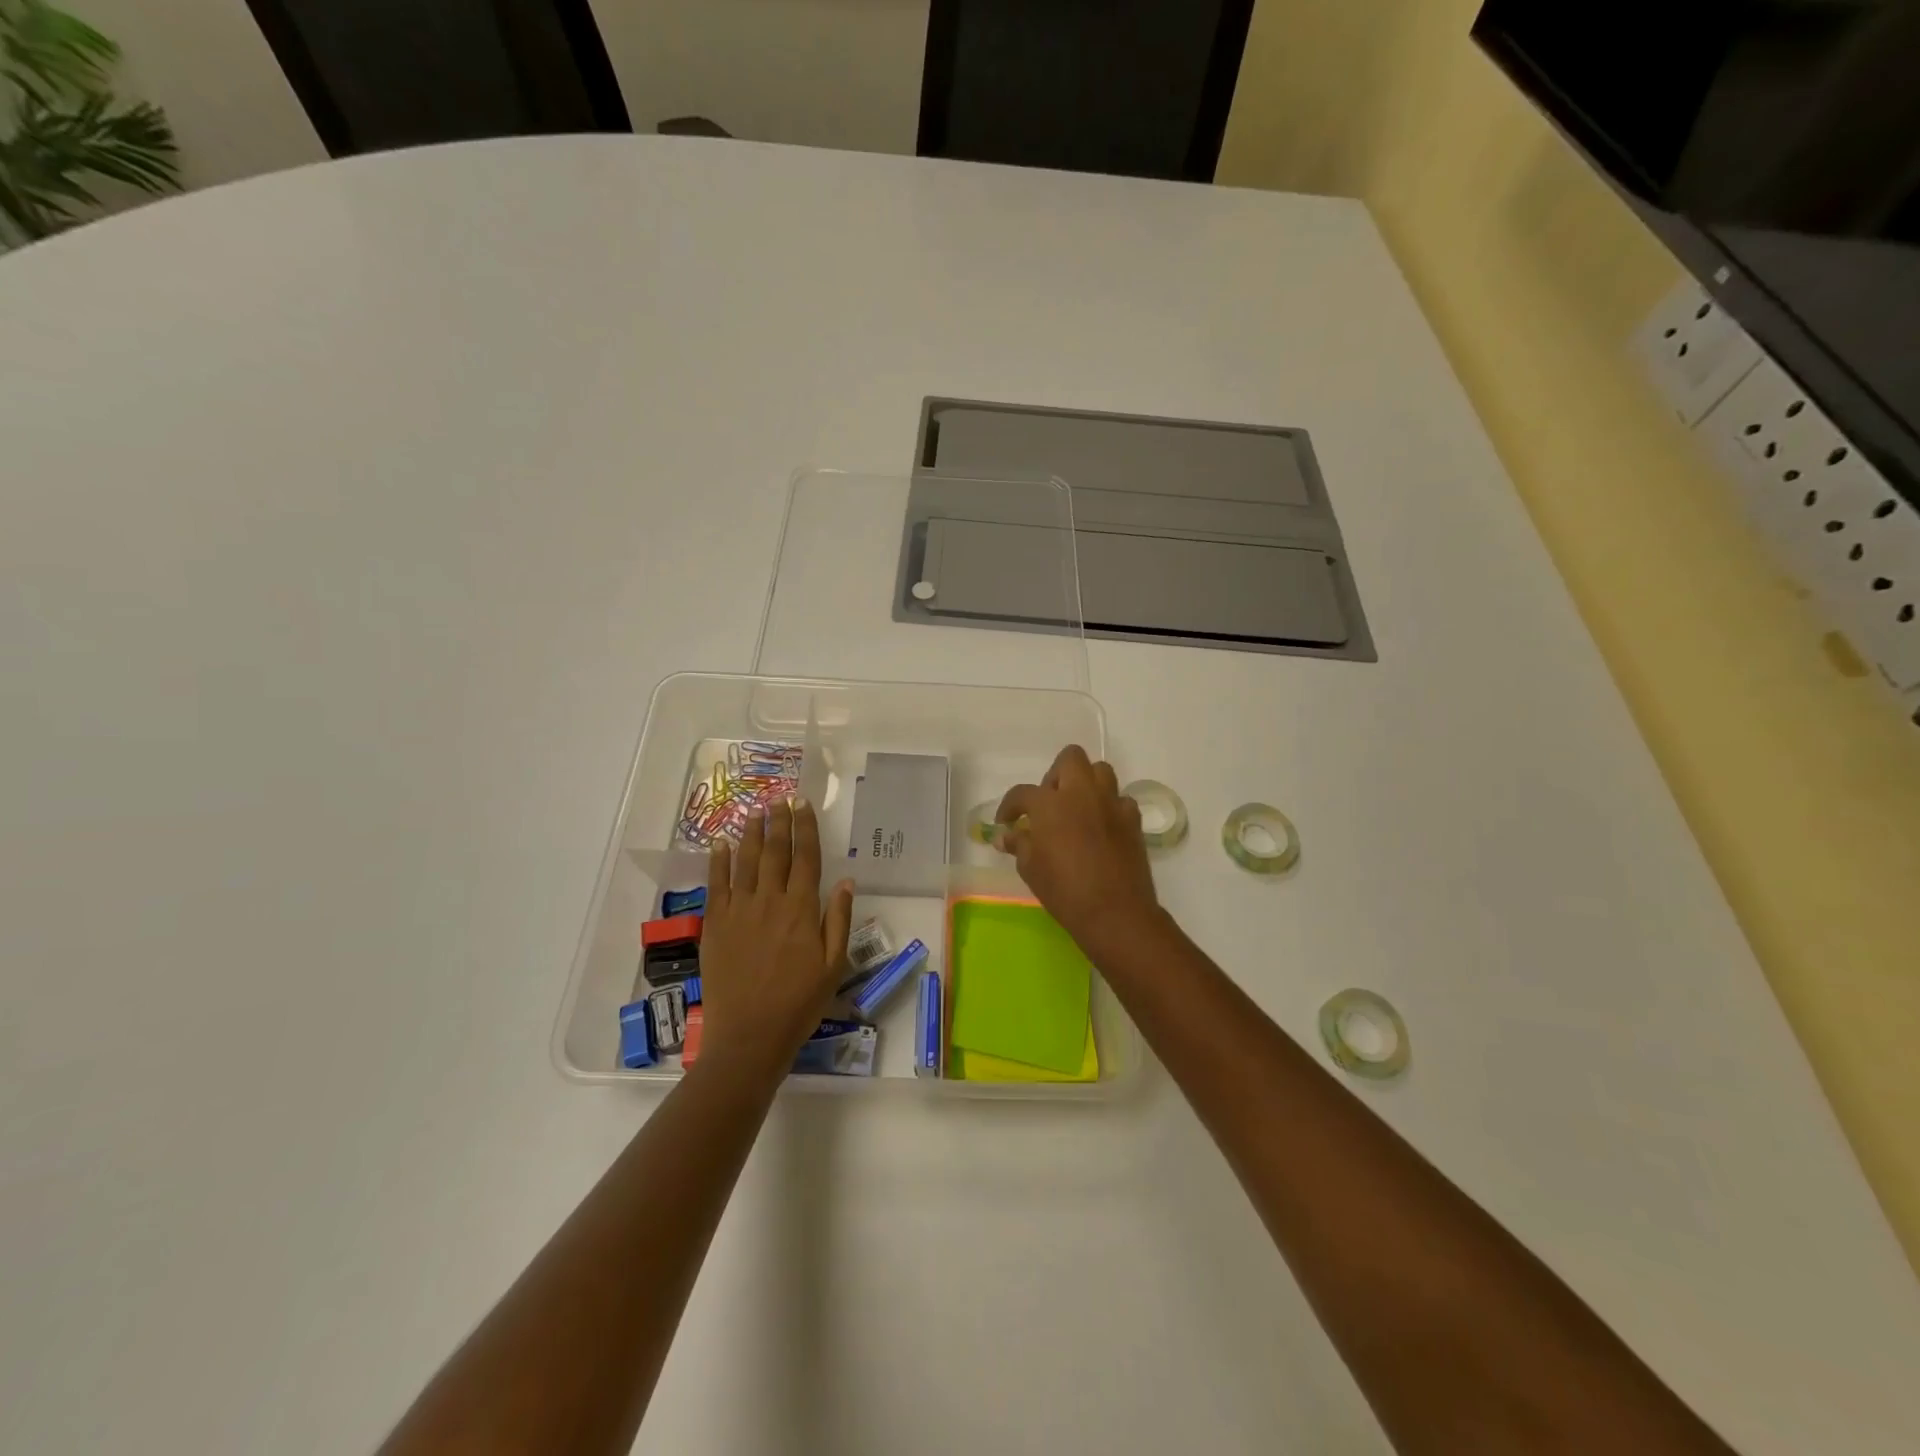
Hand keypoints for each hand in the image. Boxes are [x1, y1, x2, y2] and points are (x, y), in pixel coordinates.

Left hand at [698, 797, 854, 1079]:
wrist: (750, 1035)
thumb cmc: (799, 1003)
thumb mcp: (834, 965)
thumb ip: (838, 920)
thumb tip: (845, 880)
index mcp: (801, 909)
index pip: (806, 857)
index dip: (805, 828)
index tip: (803, 804)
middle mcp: (770, 901)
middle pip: (775, 851)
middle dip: (778, 822)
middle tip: (779, 798)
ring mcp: (739, 911)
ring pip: (745, 861)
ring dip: (750, 833)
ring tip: (755, 811)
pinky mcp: (715, 925)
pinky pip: (716, 885)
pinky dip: (718, 861)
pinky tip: (720, 843)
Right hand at [996, 745, 1162, 959]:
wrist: (1115, 911)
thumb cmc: (1064, 890)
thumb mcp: (1030, 868)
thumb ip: (1018, 844)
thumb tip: (1005, 835)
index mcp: (1050, 803)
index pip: (1022, 793)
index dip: (1009, 806)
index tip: (1006, 822)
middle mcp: (1082, 793)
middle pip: (1070, 758)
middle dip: (1055, 775)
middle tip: (1049, 803)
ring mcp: (1111, 803)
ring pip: (1100, 771)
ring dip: (1086, 783)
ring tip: (1077, 808)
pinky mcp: (1133, 819)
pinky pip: (1120, 800)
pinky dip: (1109, 807)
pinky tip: (1102, 827)